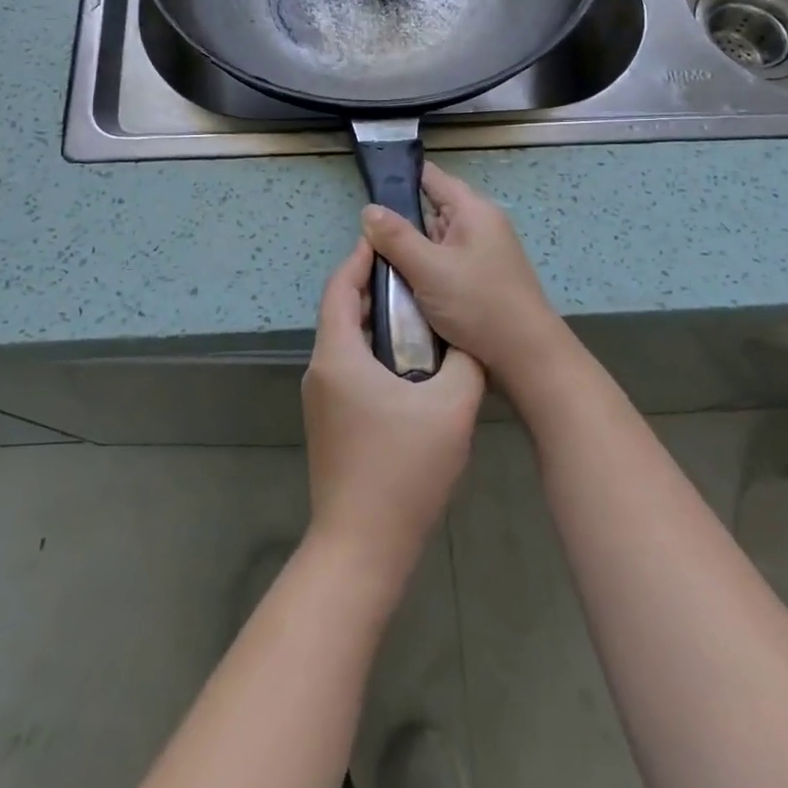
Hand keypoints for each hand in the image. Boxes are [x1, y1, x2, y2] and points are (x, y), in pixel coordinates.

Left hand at [302, 238, 485, 589]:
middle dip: (372, 288)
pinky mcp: (329, 424)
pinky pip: (348, 369)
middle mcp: (321, 370)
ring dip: (374, 322)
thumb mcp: (451, 408)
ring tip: (417, 314)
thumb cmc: (403, 470)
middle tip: (414, 275)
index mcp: (338, 356)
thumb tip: (467, 338)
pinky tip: (408, 366)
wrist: (361, 548)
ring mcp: (321, 401)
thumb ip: (465, 362)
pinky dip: (372, 352)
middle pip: (340, 312)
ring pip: (344, 343)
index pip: (340, 287)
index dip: (361, 258)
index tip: (388, 239)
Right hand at [359, 162, 575, 395]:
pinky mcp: (481, 279)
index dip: (400, 178)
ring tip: (377, 265)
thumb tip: (369, 209)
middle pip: (431, 211)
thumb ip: (396, 237)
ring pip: (435, 241)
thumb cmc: (478, 304)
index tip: (368, 188)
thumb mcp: (429, 268)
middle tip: (364, 241)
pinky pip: (445, 264)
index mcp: (473, 210)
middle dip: (400, 224)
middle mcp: (480, 225)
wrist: (527, 357)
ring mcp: (482, 253)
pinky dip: (425, 271)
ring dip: (411, 253)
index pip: (432, 177)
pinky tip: (404, 286)